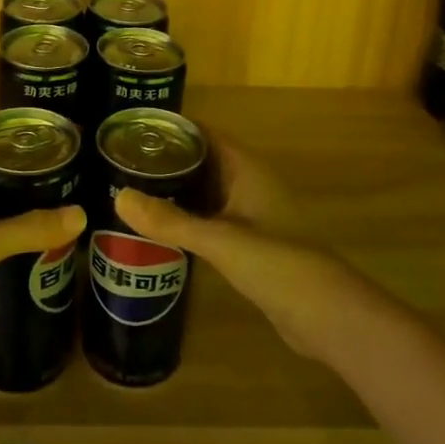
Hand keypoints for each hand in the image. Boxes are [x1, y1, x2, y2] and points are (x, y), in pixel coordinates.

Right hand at [116, 139, 358, 360]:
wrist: (326, 315)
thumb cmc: (276, 263)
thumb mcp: (218, 240)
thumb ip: (169, 220)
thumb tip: (118, 196)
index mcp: (247, 169)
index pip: (205, 134)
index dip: (172, 128)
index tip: (133, 128)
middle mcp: (249, 184)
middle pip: (203, 160)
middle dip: (167, 159)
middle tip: (122, 161)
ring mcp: (251, 215)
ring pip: (206, 191)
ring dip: (176, 189)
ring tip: (132, 189)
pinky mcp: (250, 243)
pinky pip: (211, 218)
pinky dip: (187, 216)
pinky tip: (160, 227)